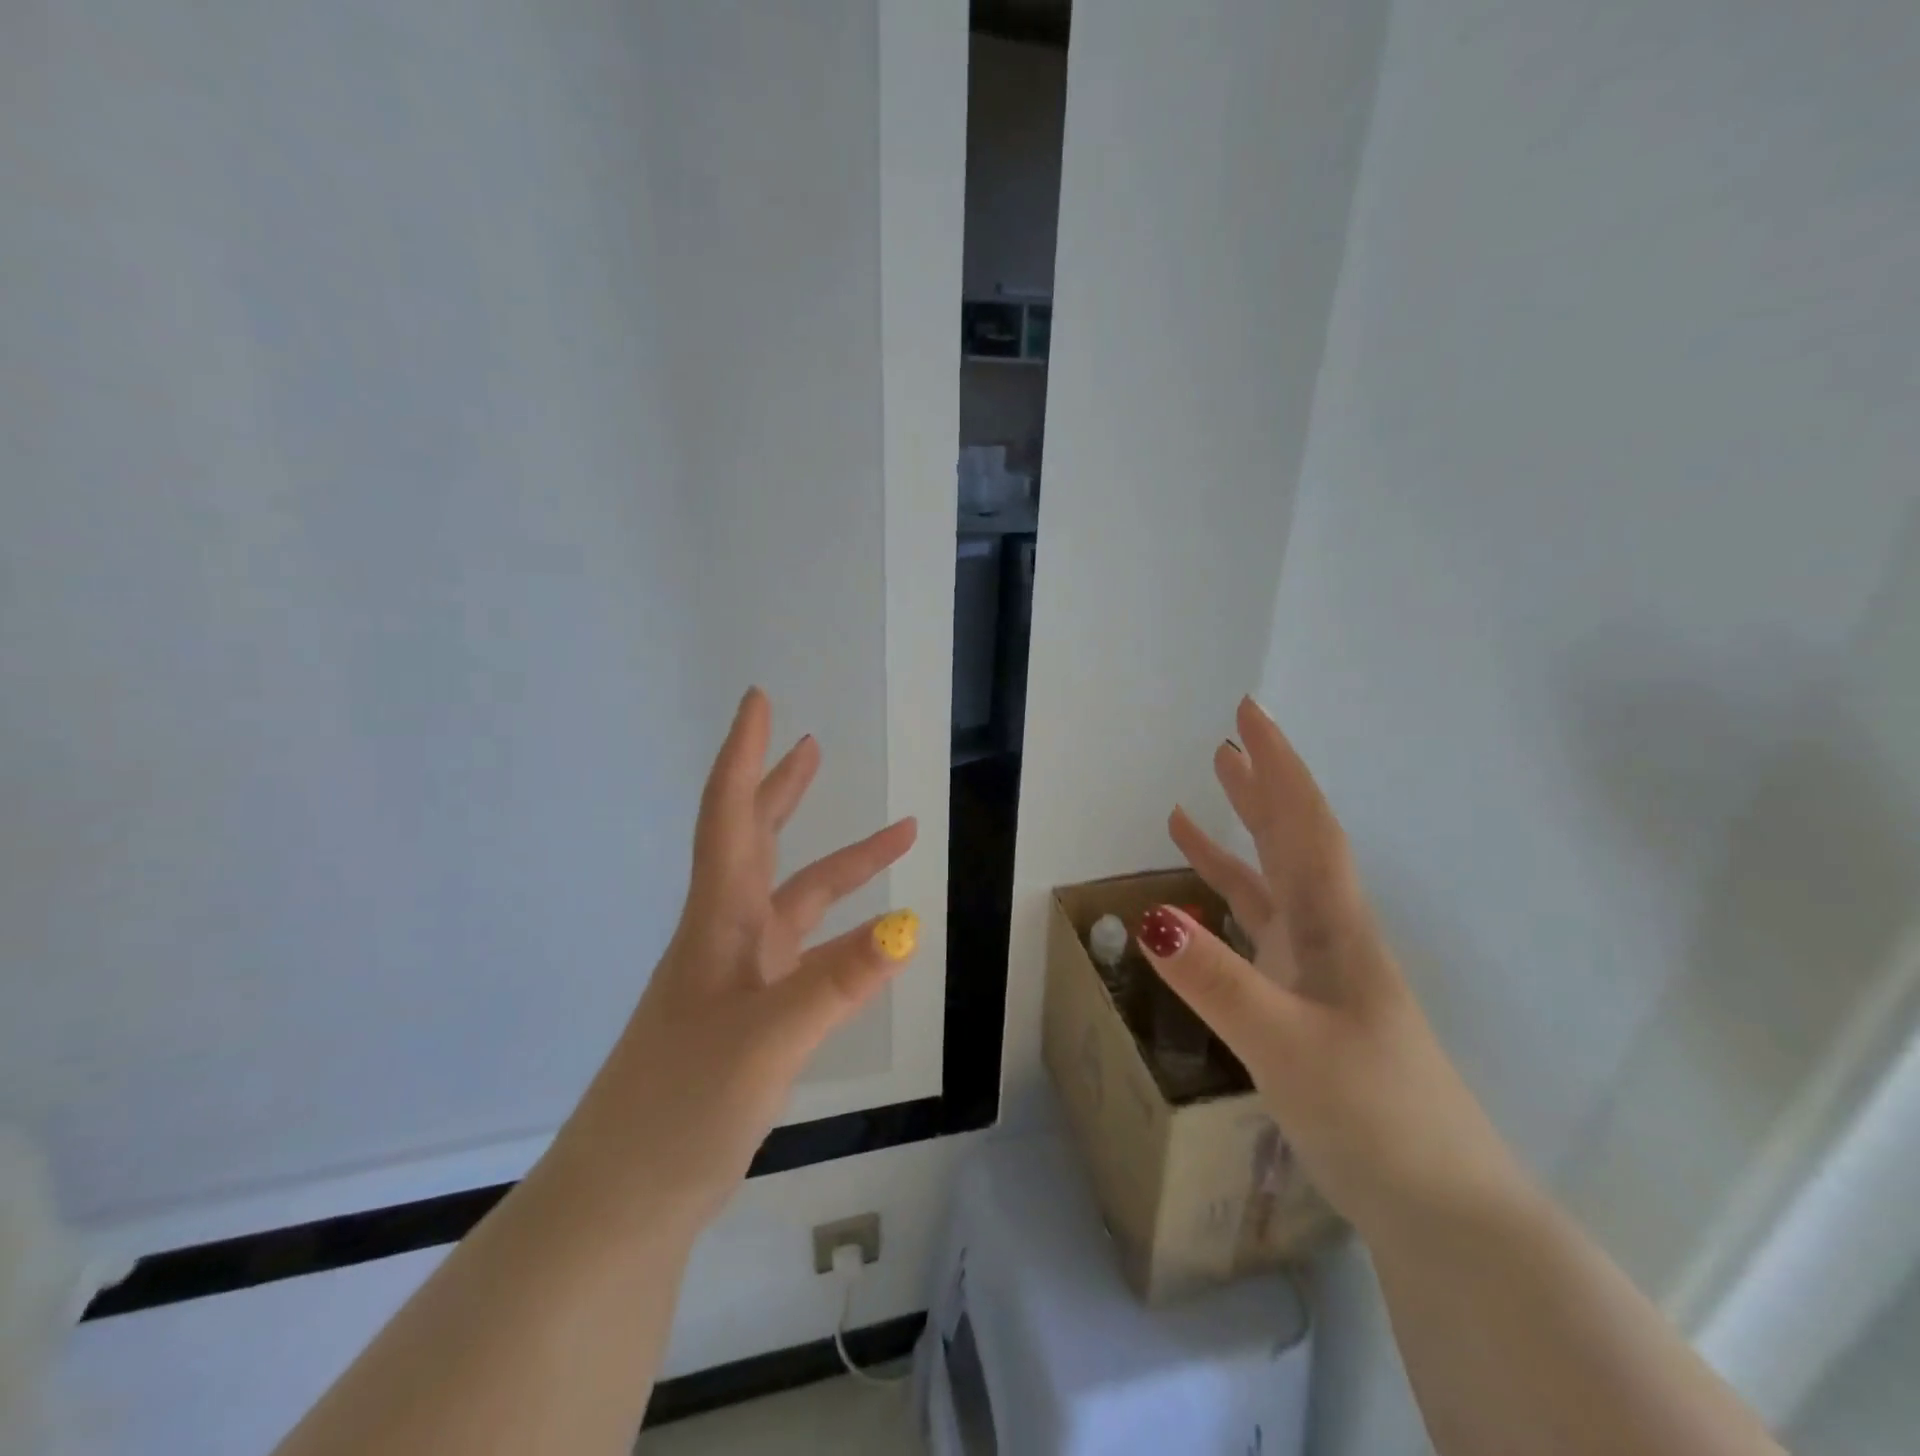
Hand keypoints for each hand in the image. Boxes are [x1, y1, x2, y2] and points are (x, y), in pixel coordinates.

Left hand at [554, 688, 917, 1227]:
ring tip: (898, 837)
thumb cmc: (680, 1107)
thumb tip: (907, 926)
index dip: (745, 754)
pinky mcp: (752, 1014)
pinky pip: (806, 952)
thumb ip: (836, 982)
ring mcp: (739, 976)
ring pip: (797, 899)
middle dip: (785, 789)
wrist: (626, 1198)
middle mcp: (727, 936)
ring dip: (844, 864)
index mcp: (719, 922)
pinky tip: (875, 938)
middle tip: (812, 745)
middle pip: (757, 841)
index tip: (760, 701)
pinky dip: (842, 933)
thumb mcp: (766, 1040)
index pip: (730, 815)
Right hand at [1142, 697, 1520, 1237]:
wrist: (1440, 1208)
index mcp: (1335, 926)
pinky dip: (1230, 903)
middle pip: (1293, 841)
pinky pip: (1260, 931)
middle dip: (1260, 787)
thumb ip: (1217, 982)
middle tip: (1225, 742)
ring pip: (1273, 883)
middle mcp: (1330, 934)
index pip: (1304, 824)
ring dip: (1238, 838)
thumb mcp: (1285, 1045)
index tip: (1249, 714)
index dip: (1277, 765)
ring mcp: (1320, 971)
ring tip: (1194, 803)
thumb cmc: (1373, 1115)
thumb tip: (1150, 918)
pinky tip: (1201, 904)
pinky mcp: (1306, 1004)